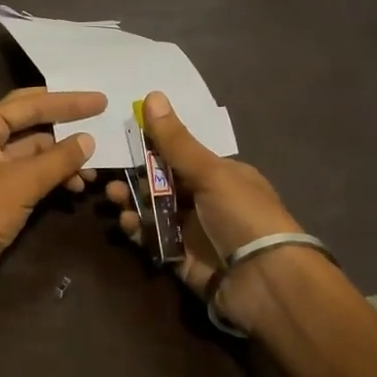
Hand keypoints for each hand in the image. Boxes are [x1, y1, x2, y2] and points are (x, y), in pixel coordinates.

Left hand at [0, 87, 104, 304]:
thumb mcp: (22, 183)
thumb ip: (58, 159)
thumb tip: (88, 139)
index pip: (31, 104)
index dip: (68, 101)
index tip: (101, 101)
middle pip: (31, 121)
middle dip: (65, 120)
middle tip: (100, 116)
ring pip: (34, 151)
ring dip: (63, 157)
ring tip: (94, 169)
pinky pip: (32, 174)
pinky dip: (53, 176)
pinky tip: (76, 186)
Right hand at [105, 91, 304, 325]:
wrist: (265, 282)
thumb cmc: (243, 215)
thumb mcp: (210, 173)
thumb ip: (176, 141)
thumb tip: (153, 95)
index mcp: (222, 175)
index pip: (181, 156)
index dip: (153, 148)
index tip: (124, 140)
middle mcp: (208, 201)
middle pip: (164, 184)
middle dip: (136, 178)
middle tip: (111, 175)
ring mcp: (195, 231)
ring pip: (155, 211)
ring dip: (133, 202)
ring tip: (113, 198)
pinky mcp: (182, 259)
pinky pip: (154, 240)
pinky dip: (138, 230)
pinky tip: (127, 223)